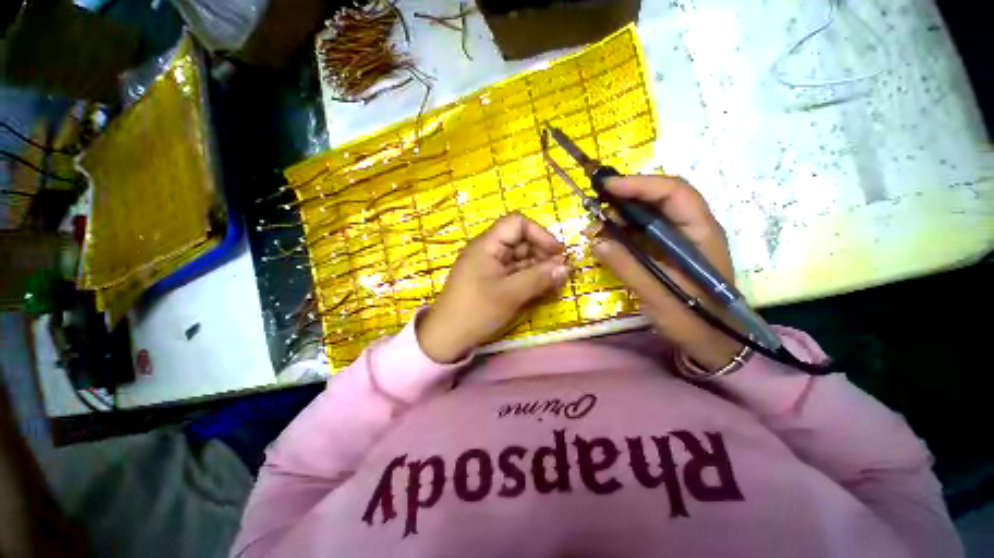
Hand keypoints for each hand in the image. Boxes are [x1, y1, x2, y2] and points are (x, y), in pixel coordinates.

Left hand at [417, 213, 569, 362]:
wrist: (447, 337)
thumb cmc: (476, 311)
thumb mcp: (510, 294)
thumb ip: (539, 278)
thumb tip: (566, 267)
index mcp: (487, 245)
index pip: (517, 223)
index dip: (540, 233)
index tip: (557, 252)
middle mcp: (488, 251)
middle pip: (520, 241)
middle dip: (542, 253)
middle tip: (561, 271)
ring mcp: (490, 266)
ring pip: (519, 258)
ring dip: (539, 267)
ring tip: (556, 281)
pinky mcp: (492, 281)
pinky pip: (514, 273)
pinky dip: (529, 277)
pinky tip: (543, 287)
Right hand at [590, 175, 743, 370]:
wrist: (714, 342)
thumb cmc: (693, 321)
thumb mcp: (658, 297)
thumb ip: (628, 268)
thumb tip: (597, 241)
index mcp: (701, 234)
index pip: (674, 193)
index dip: (639, 185)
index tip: (606, 188)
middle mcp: (693, 229)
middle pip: (661, 197)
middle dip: (626, 198)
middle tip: (595, 209)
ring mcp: (681, 239)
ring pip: (650, 213)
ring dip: (622, 215)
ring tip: (597, 227)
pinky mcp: (669, 250)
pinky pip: (644, 231)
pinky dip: (624, 230)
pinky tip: (608, 239)